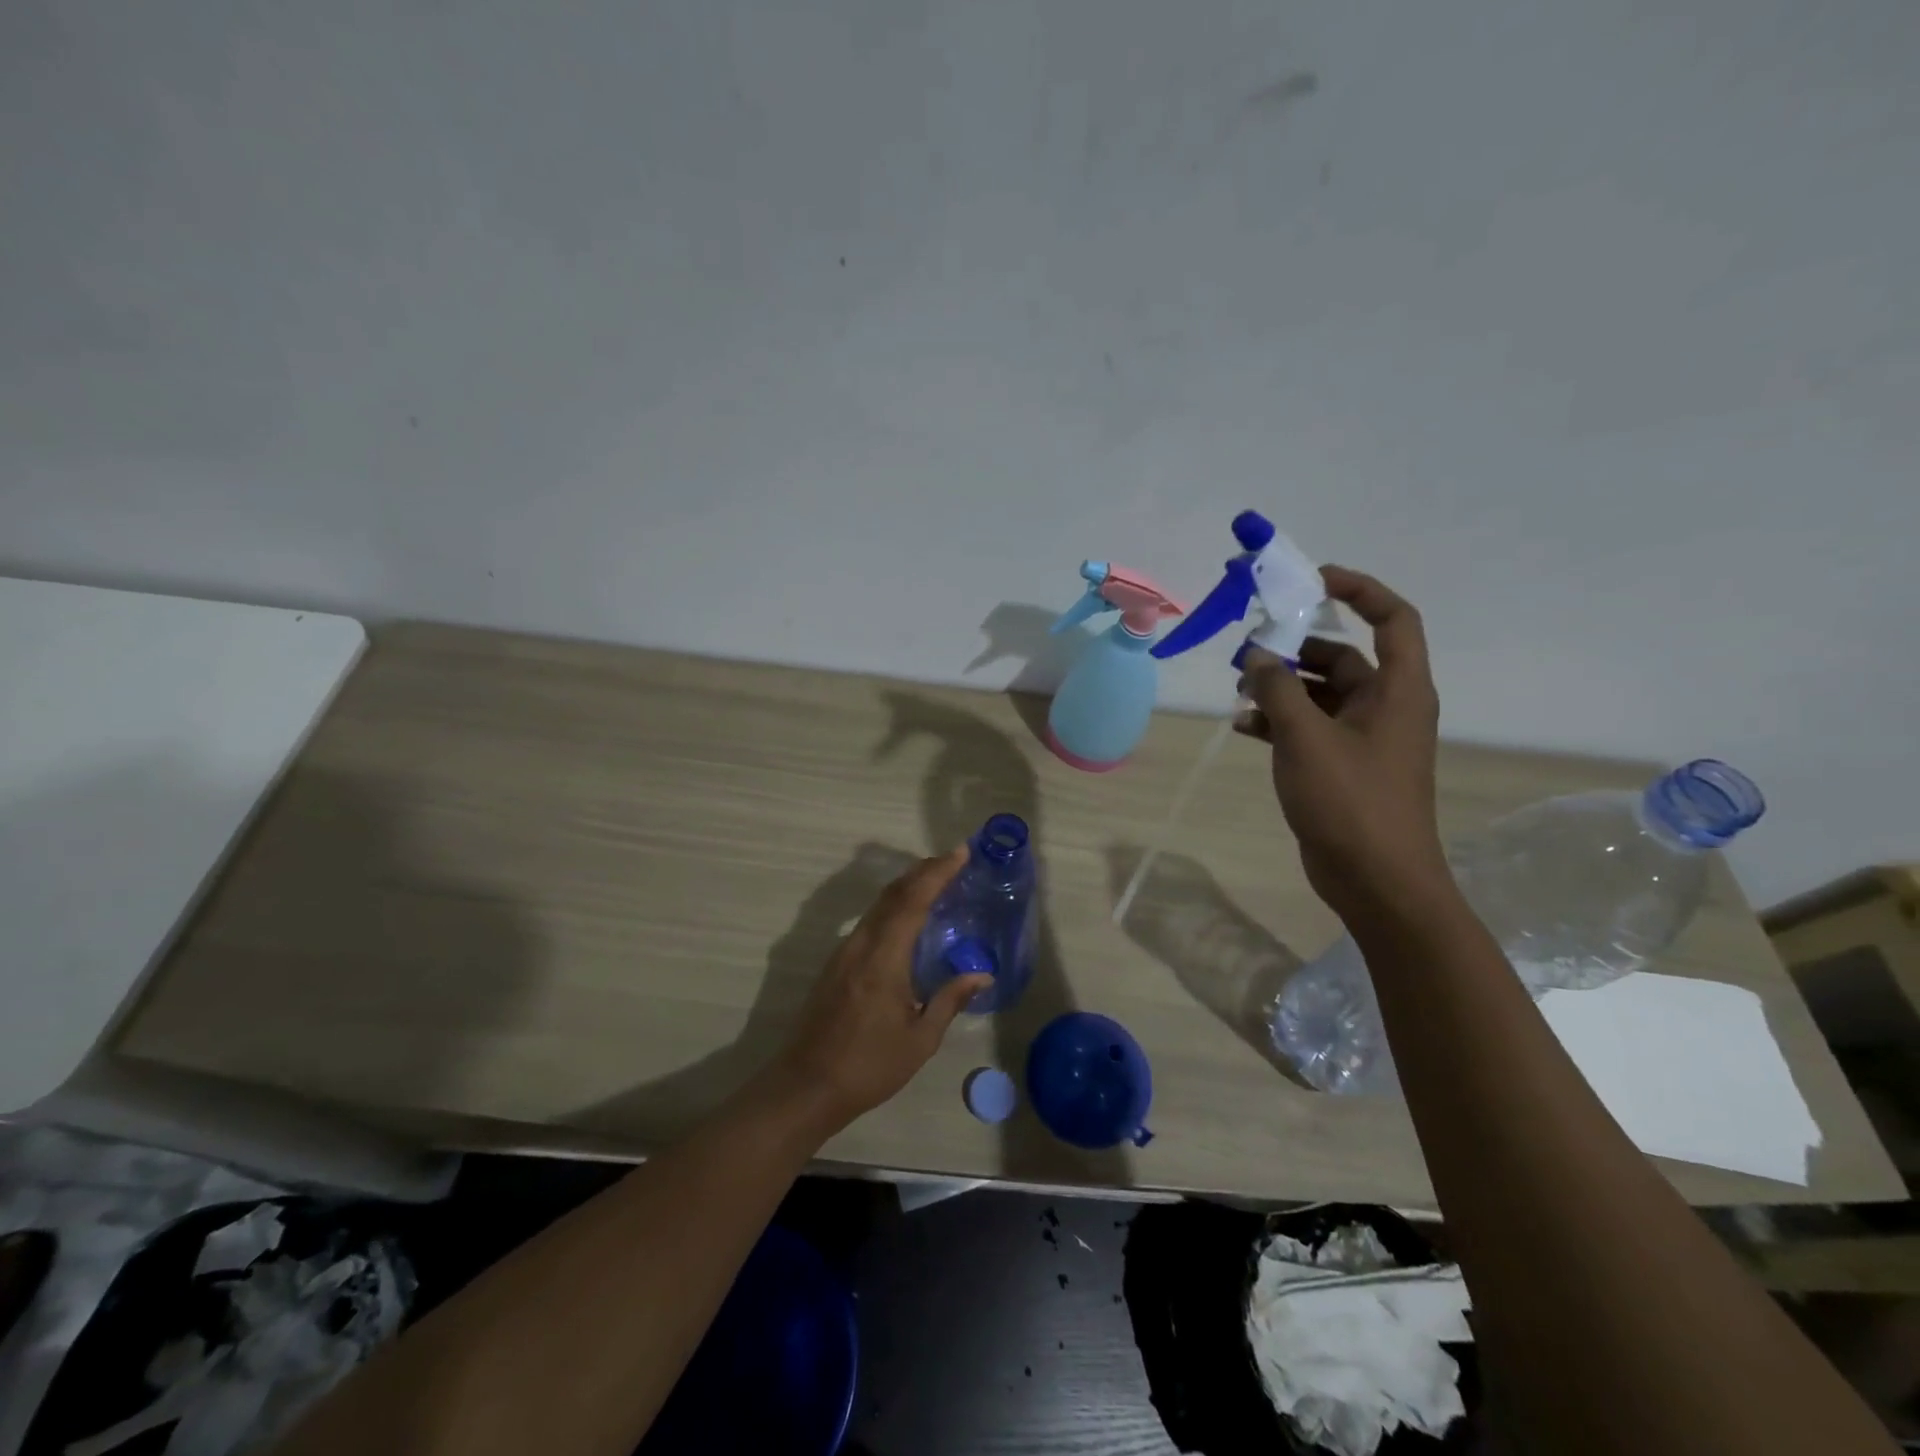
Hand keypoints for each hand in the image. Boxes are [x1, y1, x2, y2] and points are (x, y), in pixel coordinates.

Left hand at [768, 850, 991, 1131]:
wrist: (806, 1086)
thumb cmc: (868, 1066)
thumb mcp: (919, 1039)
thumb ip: (949, 1000)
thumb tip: (982, 974)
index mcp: (884, 958)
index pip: (913, 901)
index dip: (937, 873)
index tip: (960, 853)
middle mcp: (861, 945)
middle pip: (892, 894)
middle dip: (923, 871)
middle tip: (953, 860)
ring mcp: (844, 952)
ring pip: (878, 905)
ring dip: (906, 887)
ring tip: (935, 882)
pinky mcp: (836, 964)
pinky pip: (869, 921)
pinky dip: (892, 907)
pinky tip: (907, 918)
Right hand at [1234, 565, 1451, 922]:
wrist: (1376, 880)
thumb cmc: (1350, 801)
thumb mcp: (1306, 737)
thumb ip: (1278, 689)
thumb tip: (1256, 655)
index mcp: (1398, 690)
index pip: (1393, 618)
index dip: (1359, 589)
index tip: (1312, 580)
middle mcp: (1385, 706)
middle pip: (1342, 656)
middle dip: (1295, 647)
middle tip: (1249, 646)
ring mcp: (1363, 738)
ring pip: (1320, 693)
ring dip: (1281, 686)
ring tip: (1238, 687)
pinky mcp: (1341, 765)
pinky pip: (1309, 727)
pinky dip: (1279, 721)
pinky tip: (1243, 726)